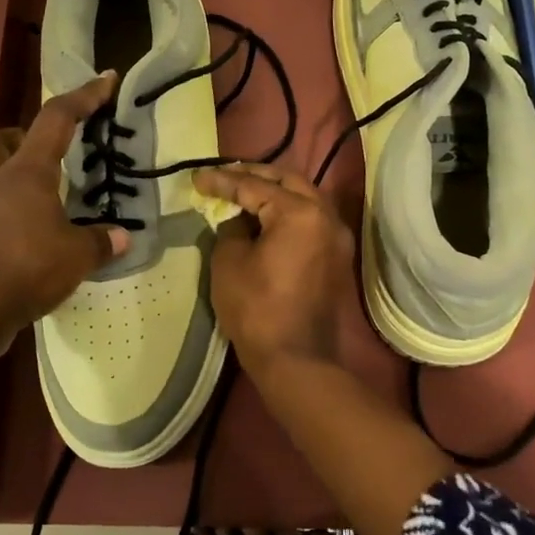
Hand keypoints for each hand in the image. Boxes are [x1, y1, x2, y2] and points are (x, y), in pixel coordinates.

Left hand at [0, 75, 129, 340]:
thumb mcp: (76, 256)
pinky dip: (4, 210)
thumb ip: (100, 242)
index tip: (106, 79)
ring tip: (41, 197)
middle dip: (25, 136)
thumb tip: (122, 237)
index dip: (84, 96)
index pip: (57, 119)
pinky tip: (25, 233)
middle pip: (2, 137)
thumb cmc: (25, 268)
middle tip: (50, 153)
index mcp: (27, 171)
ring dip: (11, 173)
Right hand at [194, 163, 354, 375]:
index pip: (255, 186)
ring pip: (304, 198)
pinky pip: (311, 219)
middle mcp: (326, 216)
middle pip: (288, 181)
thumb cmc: (256, 309)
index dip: (223, 180)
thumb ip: (232, 228)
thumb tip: (239, 217)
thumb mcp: (229, 261)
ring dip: (274, 190)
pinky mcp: (336, 257)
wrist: (295, 359)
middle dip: (254, 174)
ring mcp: (336, 237)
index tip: (198, 178)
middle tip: (224, 175)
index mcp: (300, 213)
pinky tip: (265, 215)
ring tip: (243, 190)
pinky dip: (288, 211)